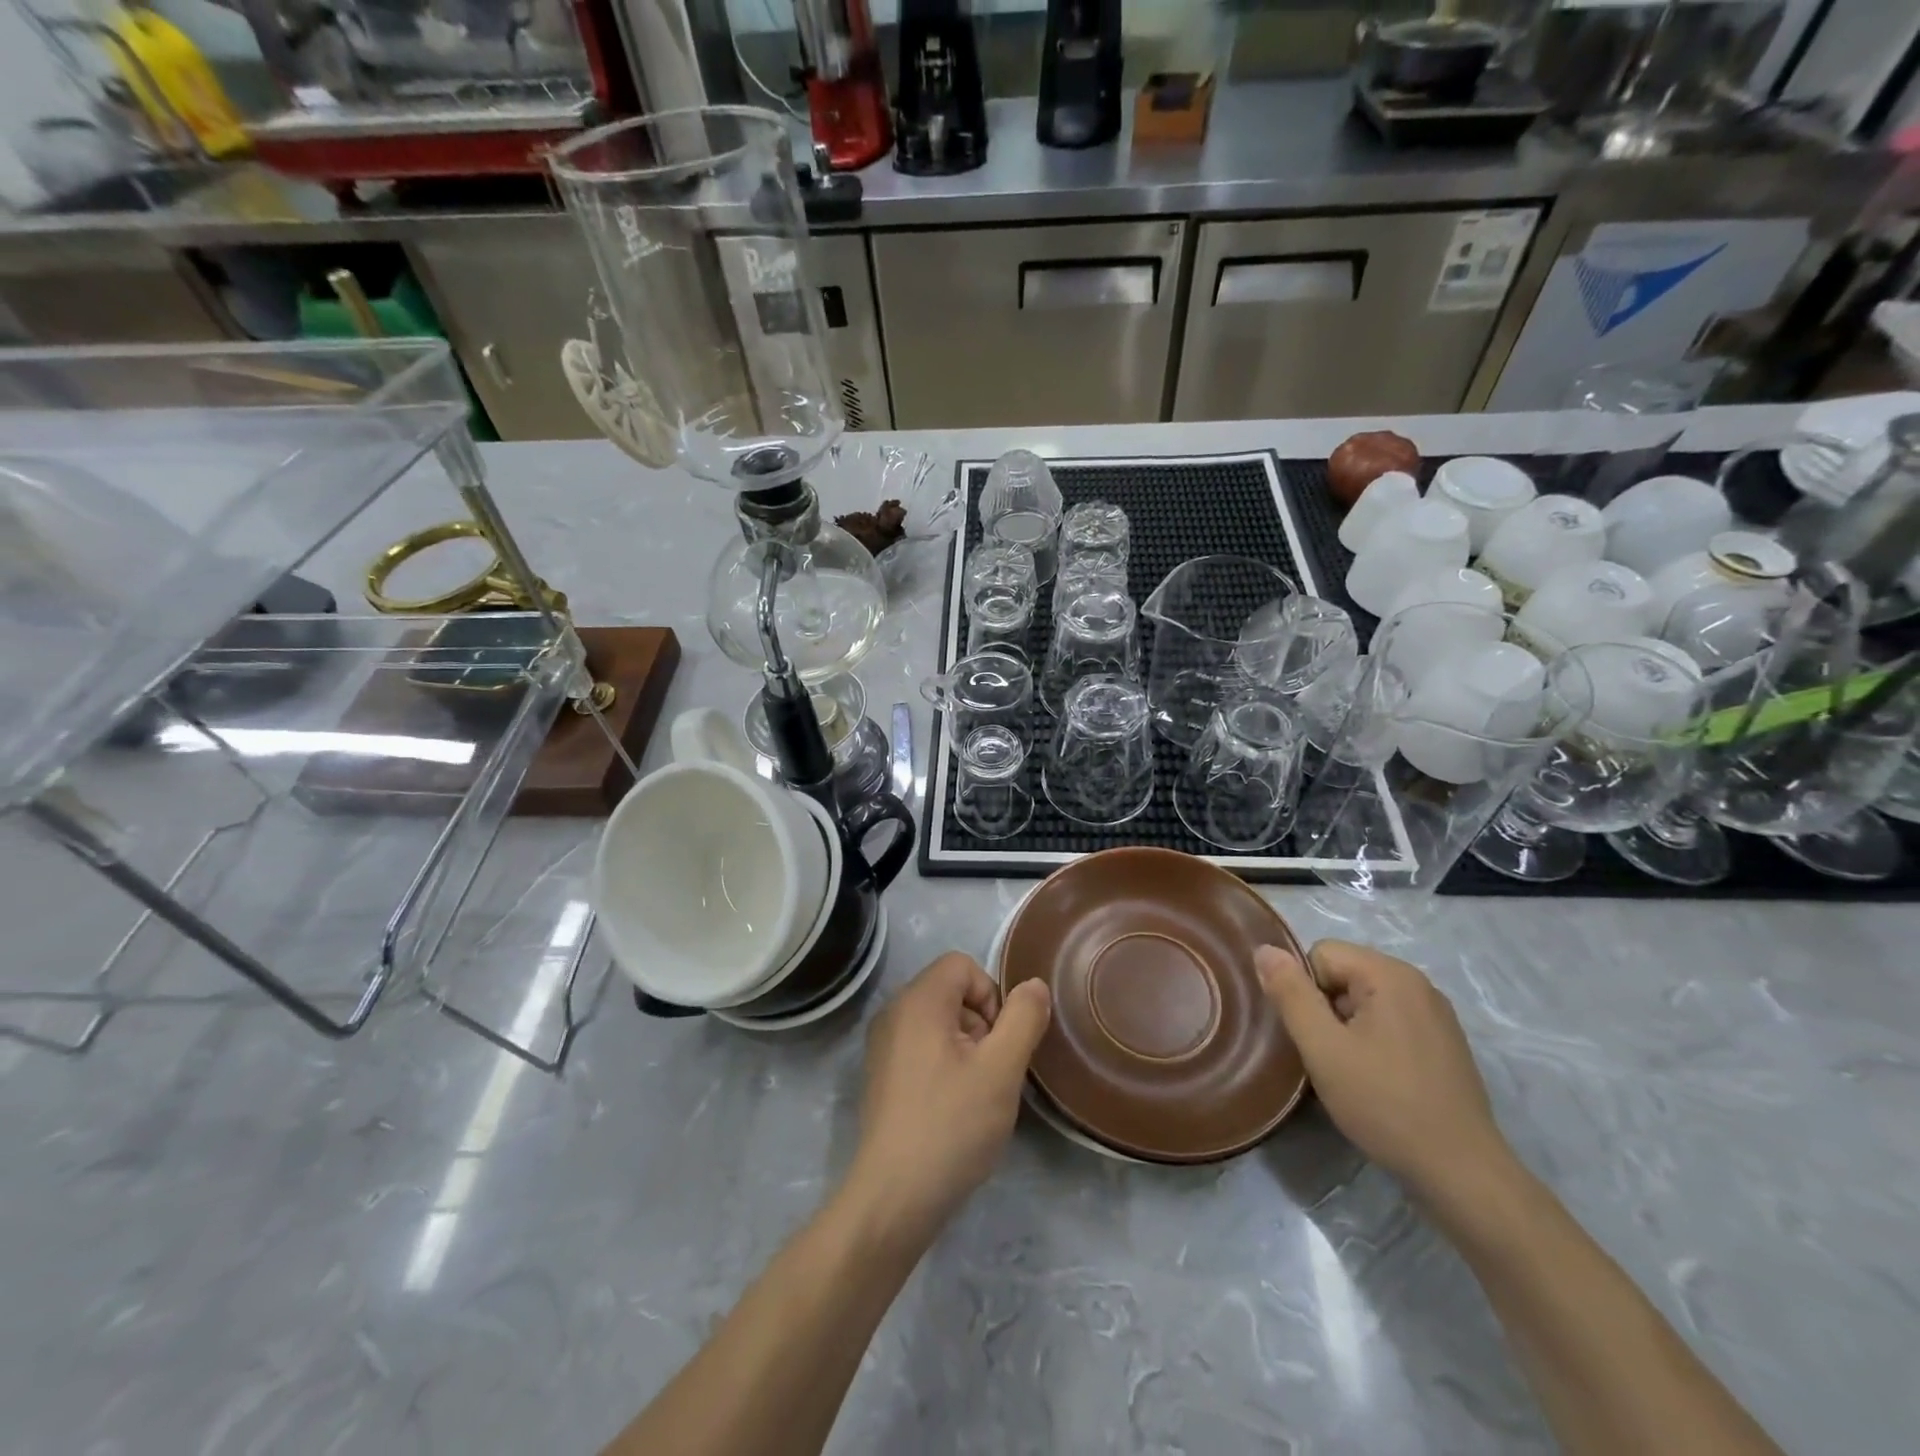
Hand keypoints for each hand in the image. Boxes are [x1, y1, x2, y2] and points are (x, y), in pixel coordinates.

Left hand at [845, 952, 1051, 1248]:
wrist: (893, 1198)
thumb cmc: (952, 1125)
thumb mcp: (1001, 1069)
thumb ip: (1023, 1018)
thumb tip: (1033, 985)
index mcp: (918, 1001)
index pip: (963, 965)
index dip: (992, 996)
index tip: (1000, 1043)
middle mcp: (894, 1012)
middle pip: (951, 991)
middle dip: (982, 1023)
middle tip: (992, 1072)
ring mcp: (882, 1045)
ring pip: (939, 1022)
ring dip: (967, 1047)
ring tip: (975, 1094)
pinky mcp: (881, 1076)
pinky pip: (922, 1047)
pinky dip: (945, 1064)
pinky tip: (953, 1108)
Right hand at [1257, 940, 1512, 1202]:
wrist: (1462, 1173)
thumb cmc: (1385, 1104)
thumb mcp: (1323, 1048)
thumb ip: (1291, 994)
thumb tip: (1263, 949)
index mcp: (1390, 974)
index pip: (1321, 954)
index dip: (1304, 991)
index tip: (1314, 1036)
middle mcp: (1418, 983)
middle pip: (1344, 974)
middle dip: (1325, 1009)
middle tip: (1328, 1056)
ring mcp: (1436, 1015)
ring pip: (1365, 1001)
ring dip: (1346, 1028)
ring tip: (1350, 1072)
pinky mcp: (1444, 1044)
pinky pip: (1390, 1022)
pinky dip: (1373, 1042)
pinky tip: (1377, 1080)